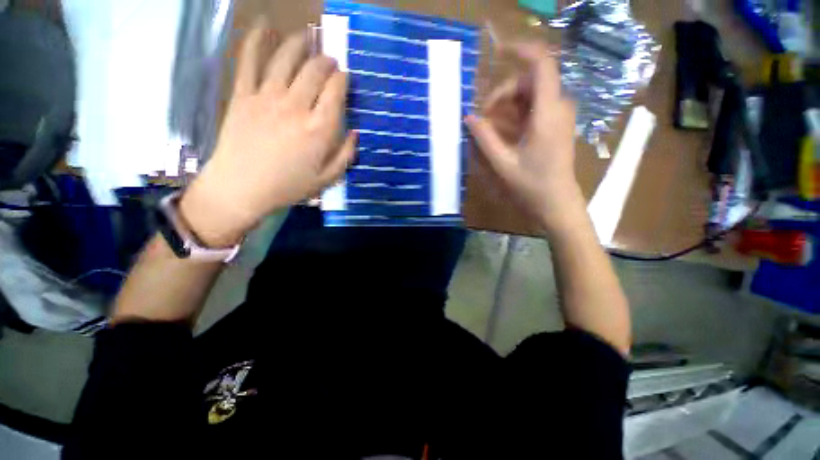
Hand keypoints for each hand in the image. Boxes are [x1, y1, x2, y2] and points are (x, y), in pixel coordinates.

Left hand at [180, 23, 355, 245]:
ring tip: (307, 37)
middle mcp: (296, 107)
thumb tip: (355, 133)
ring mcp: (267, 98)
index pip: (335, 93)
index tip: (345, 76)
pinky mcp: (243, 95)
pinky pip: (249, 61)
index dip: (342, 80)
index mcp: (319, 130)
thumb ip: (345, 156)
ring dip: (300, 44)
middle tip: (330, 60)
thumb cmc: (288, 187)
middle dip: (326, 61)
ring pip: (286, 59)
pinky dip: (256, 40)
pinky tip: (265, 25)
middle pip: (314, 71)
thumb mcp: (326, 179)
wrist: (241, 188)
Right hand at [466, 42, 581, 235]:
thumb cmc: (531, 185)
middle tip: (483, 117)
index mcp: (547, 113)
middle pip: (530, 80)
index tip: (498, 52)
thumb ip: (484, 138)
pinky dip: (516, 112)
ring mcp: (559, 115)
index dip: (521, 50)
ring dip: (508, 103)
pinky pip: (535, 106)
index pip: (541, 64)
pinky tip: (503, 129)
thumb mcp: (502, 163)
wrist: (556, 202)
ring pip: (531, 93)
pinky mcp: (556, 123)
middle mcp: (558, 107)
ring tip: (489, 125)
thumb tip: (469, 117)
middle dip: (503, 93)